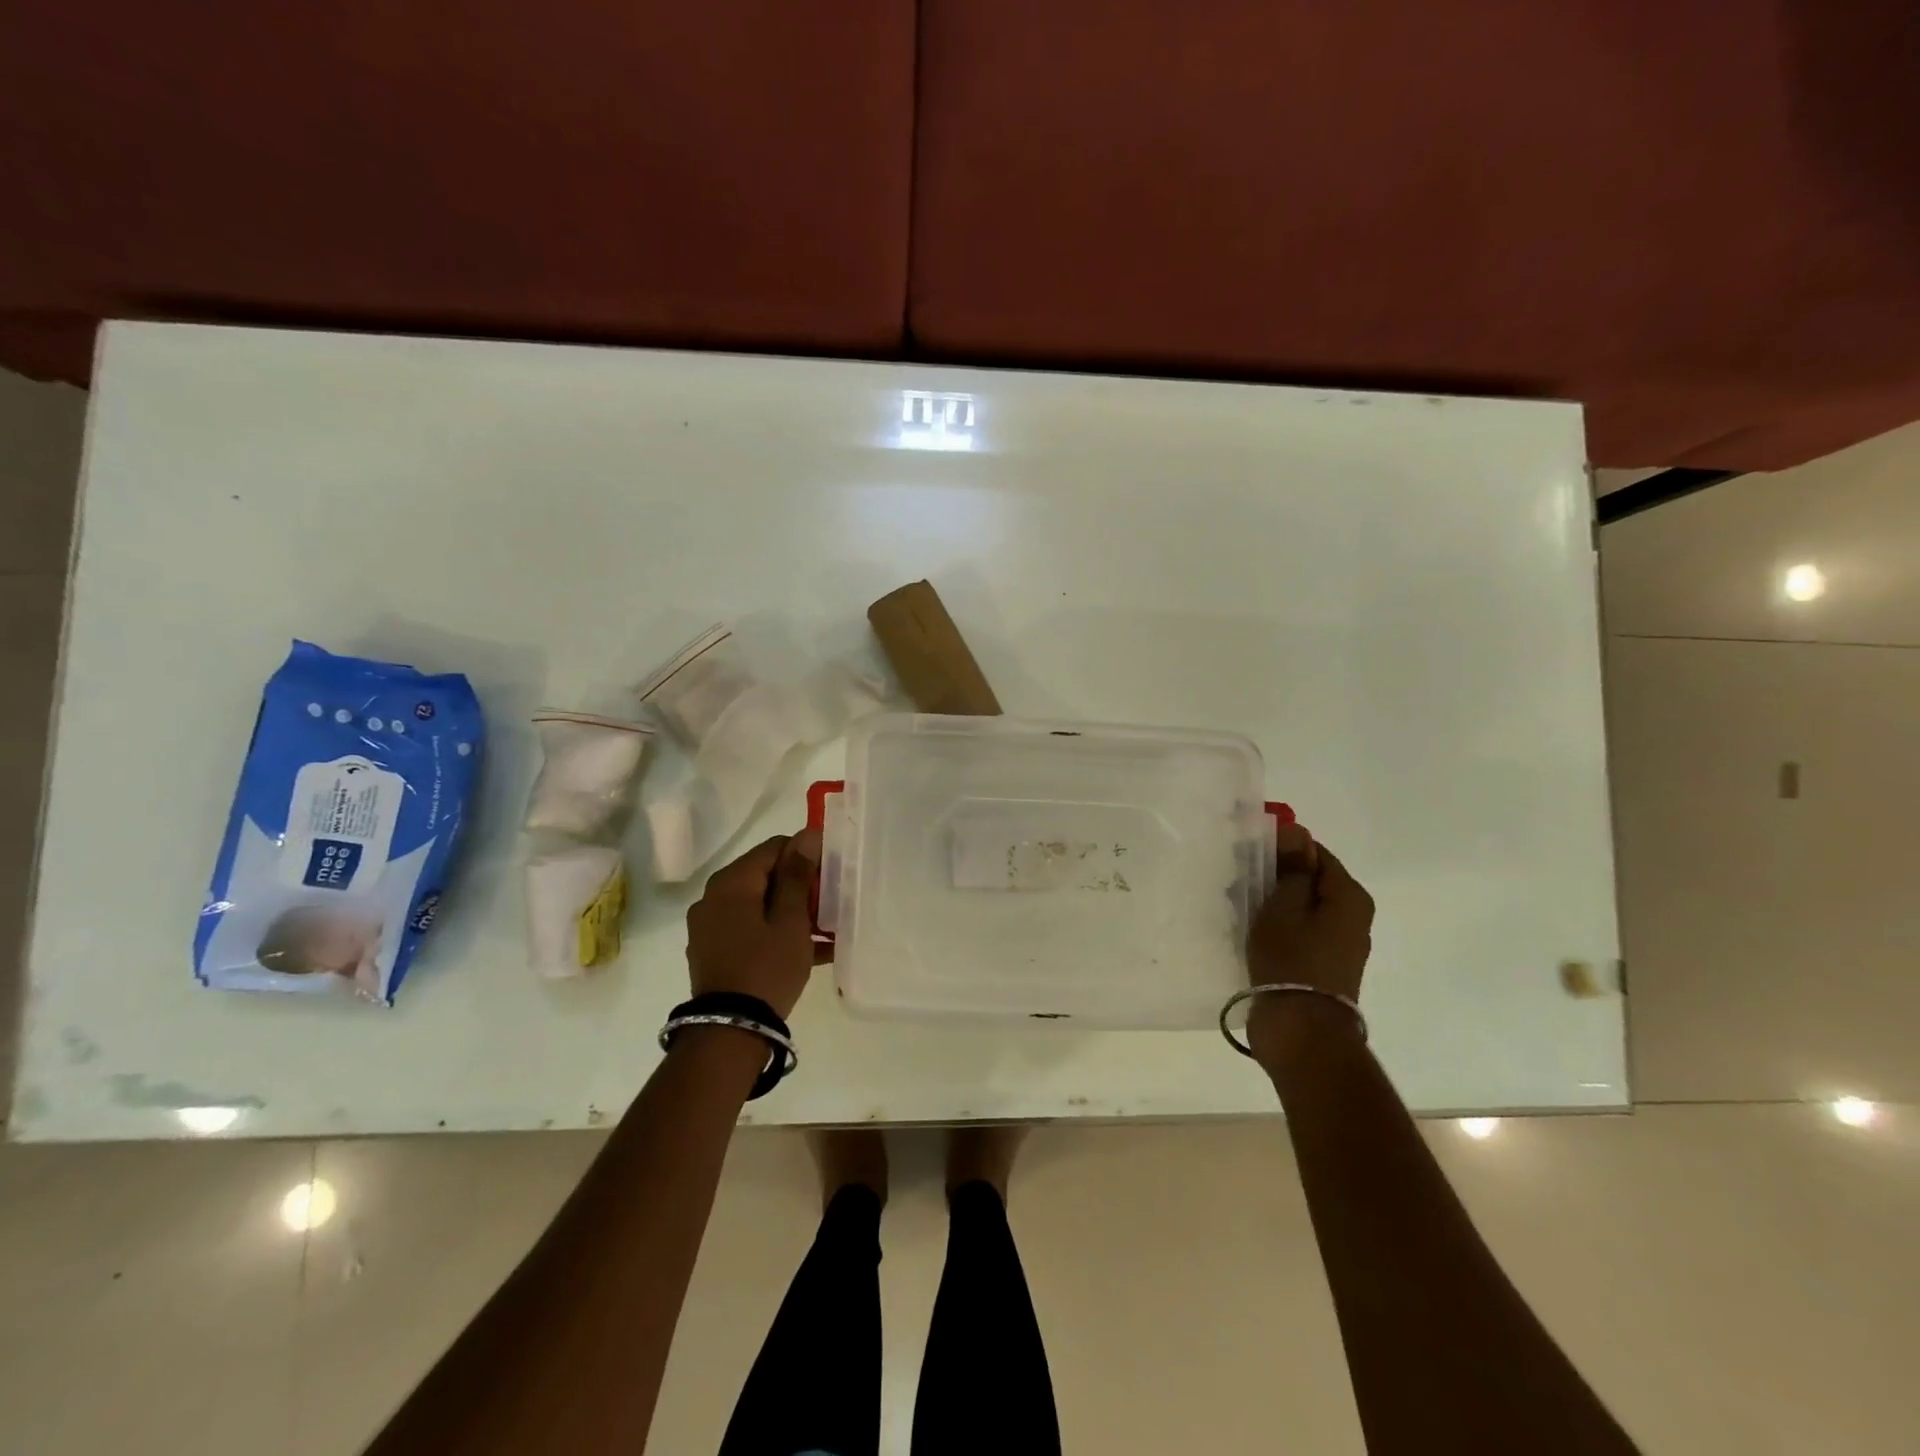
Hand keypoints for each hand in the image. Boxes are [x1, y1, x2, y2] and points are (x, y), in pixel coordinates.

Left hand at [685, 829, 824, 1020]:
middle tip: (830, 906)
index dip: (805, 856)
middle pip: (765, 876)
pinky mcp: (714, 951)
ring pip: (759, 905)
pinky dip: (775, 932)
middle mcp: (713, 897)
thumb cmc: (766, 968)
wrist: (730, 1031)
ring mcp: (710, 926)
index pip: (774, 848)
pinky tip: (808, 950)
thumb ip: (797, 876)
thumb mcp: (791, 921)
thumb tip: (806, 835)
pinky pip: (749, 929)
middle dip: (800, 887)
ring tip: (825, 931)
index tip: (831, 877)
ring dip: (791, 912)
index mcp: (731, 883)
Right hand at [1245, 824, 1373, 1058]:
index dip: (1281, 848)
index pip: (1315, 852)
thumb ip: (1292, 867)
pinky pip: (1298, 930)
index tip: (1247, 852)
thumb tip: (1298, 830)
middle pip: (1309, 880)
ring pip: (1301, 906)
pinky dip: (1276, 925)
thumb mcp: (1283, 906)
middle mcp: (1352, 917)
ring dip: (1270, 902)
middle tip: (1236, 881)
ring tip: (1237, 907)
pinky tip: (1249, 931)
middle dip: (1272, 876)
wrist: (1300, 1032)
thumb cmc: (1291, 960)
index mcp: (1349, 897)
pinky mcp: (1322, 964)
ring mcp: (1338, 943)